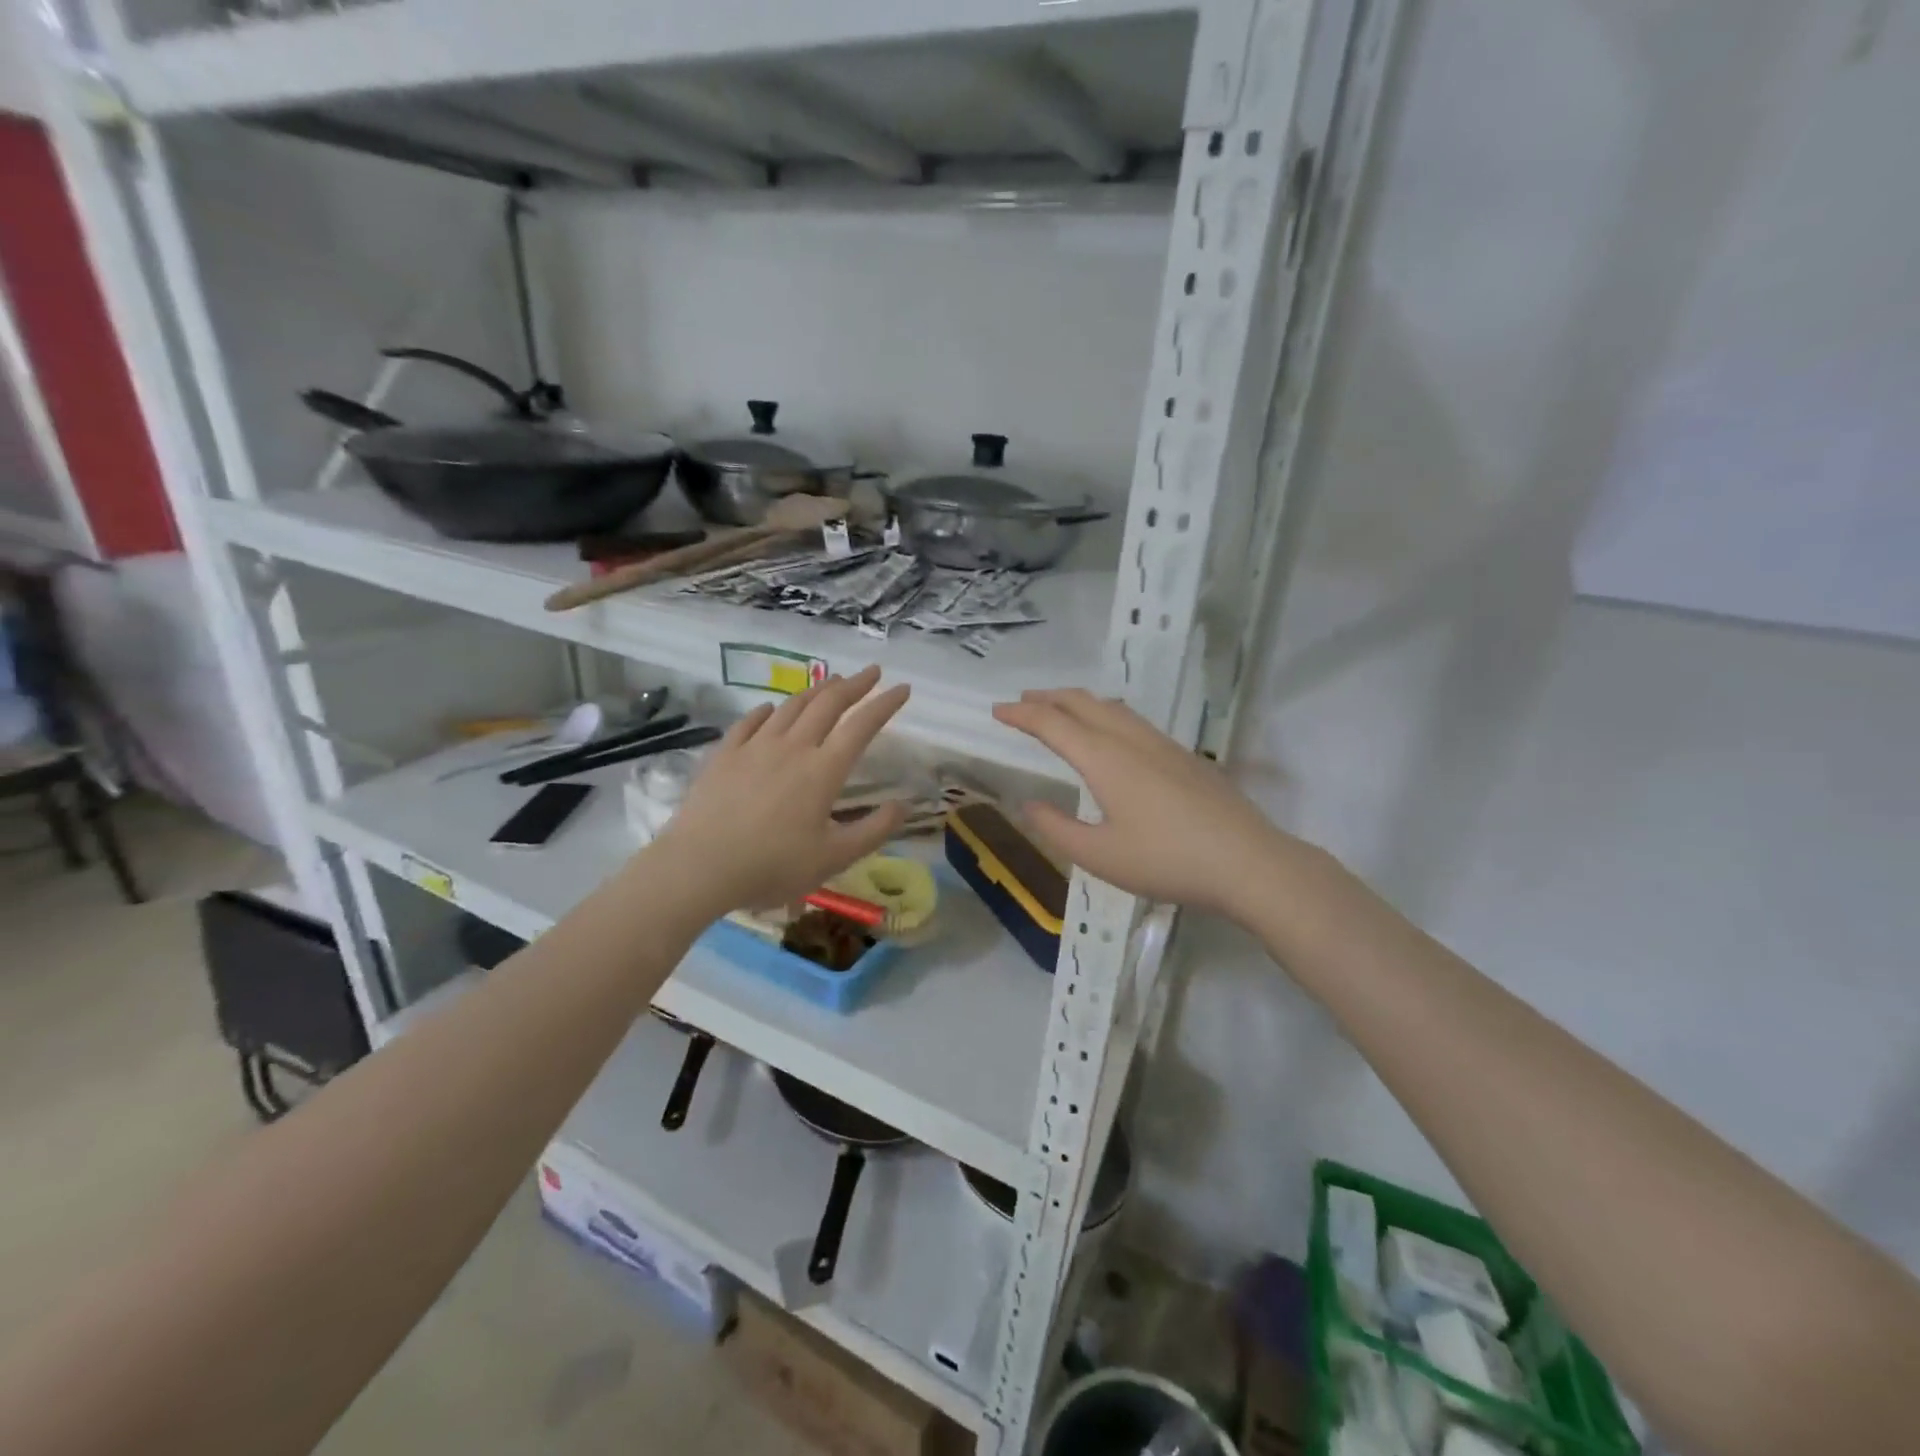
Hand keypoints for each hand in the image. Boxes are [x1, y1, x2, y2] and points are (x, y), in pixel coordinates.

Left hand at [653, 666, 910, 914]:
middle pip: (827, 704)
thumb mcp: (834, 858)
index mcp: (823, 770)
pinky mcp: (725, 754)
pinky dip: (768, 710)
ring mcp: (755, 747)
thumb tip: (904, 806)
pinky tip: (771, 709)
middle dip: (854, 684)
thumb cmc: (773, 866)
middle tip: (871, 672)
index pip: (862, 726)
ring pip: (790, 706)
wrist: (700, 867)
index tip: (903, 688)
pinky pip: (750, 722)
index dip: (885, 704)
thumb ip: (874, 830)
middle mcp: (792, 747)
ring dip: (815, 690)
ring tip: (830, 683)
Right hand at [992, 688, 1297, 917]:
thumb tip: (1029, 805)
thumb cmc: (1166, 860)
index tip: (998, 711)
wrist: (1247, 861)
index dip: (1022, 715)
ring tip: (1061, 708)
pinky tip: (1112, 733)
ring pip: (1112, 707)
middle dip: (1048, 698)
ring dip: (1079, 701)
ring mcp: (1162, 744)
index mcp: (1104, 758)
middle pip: (1083, 703)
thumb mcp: (1100, 856)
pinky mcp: (1185, 756)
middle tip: (1023, 700)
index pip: (1053, 724)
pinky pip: (1133, 720)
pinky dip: (1106, 713)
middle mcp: (1131, 740)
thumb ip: (1057, 829)